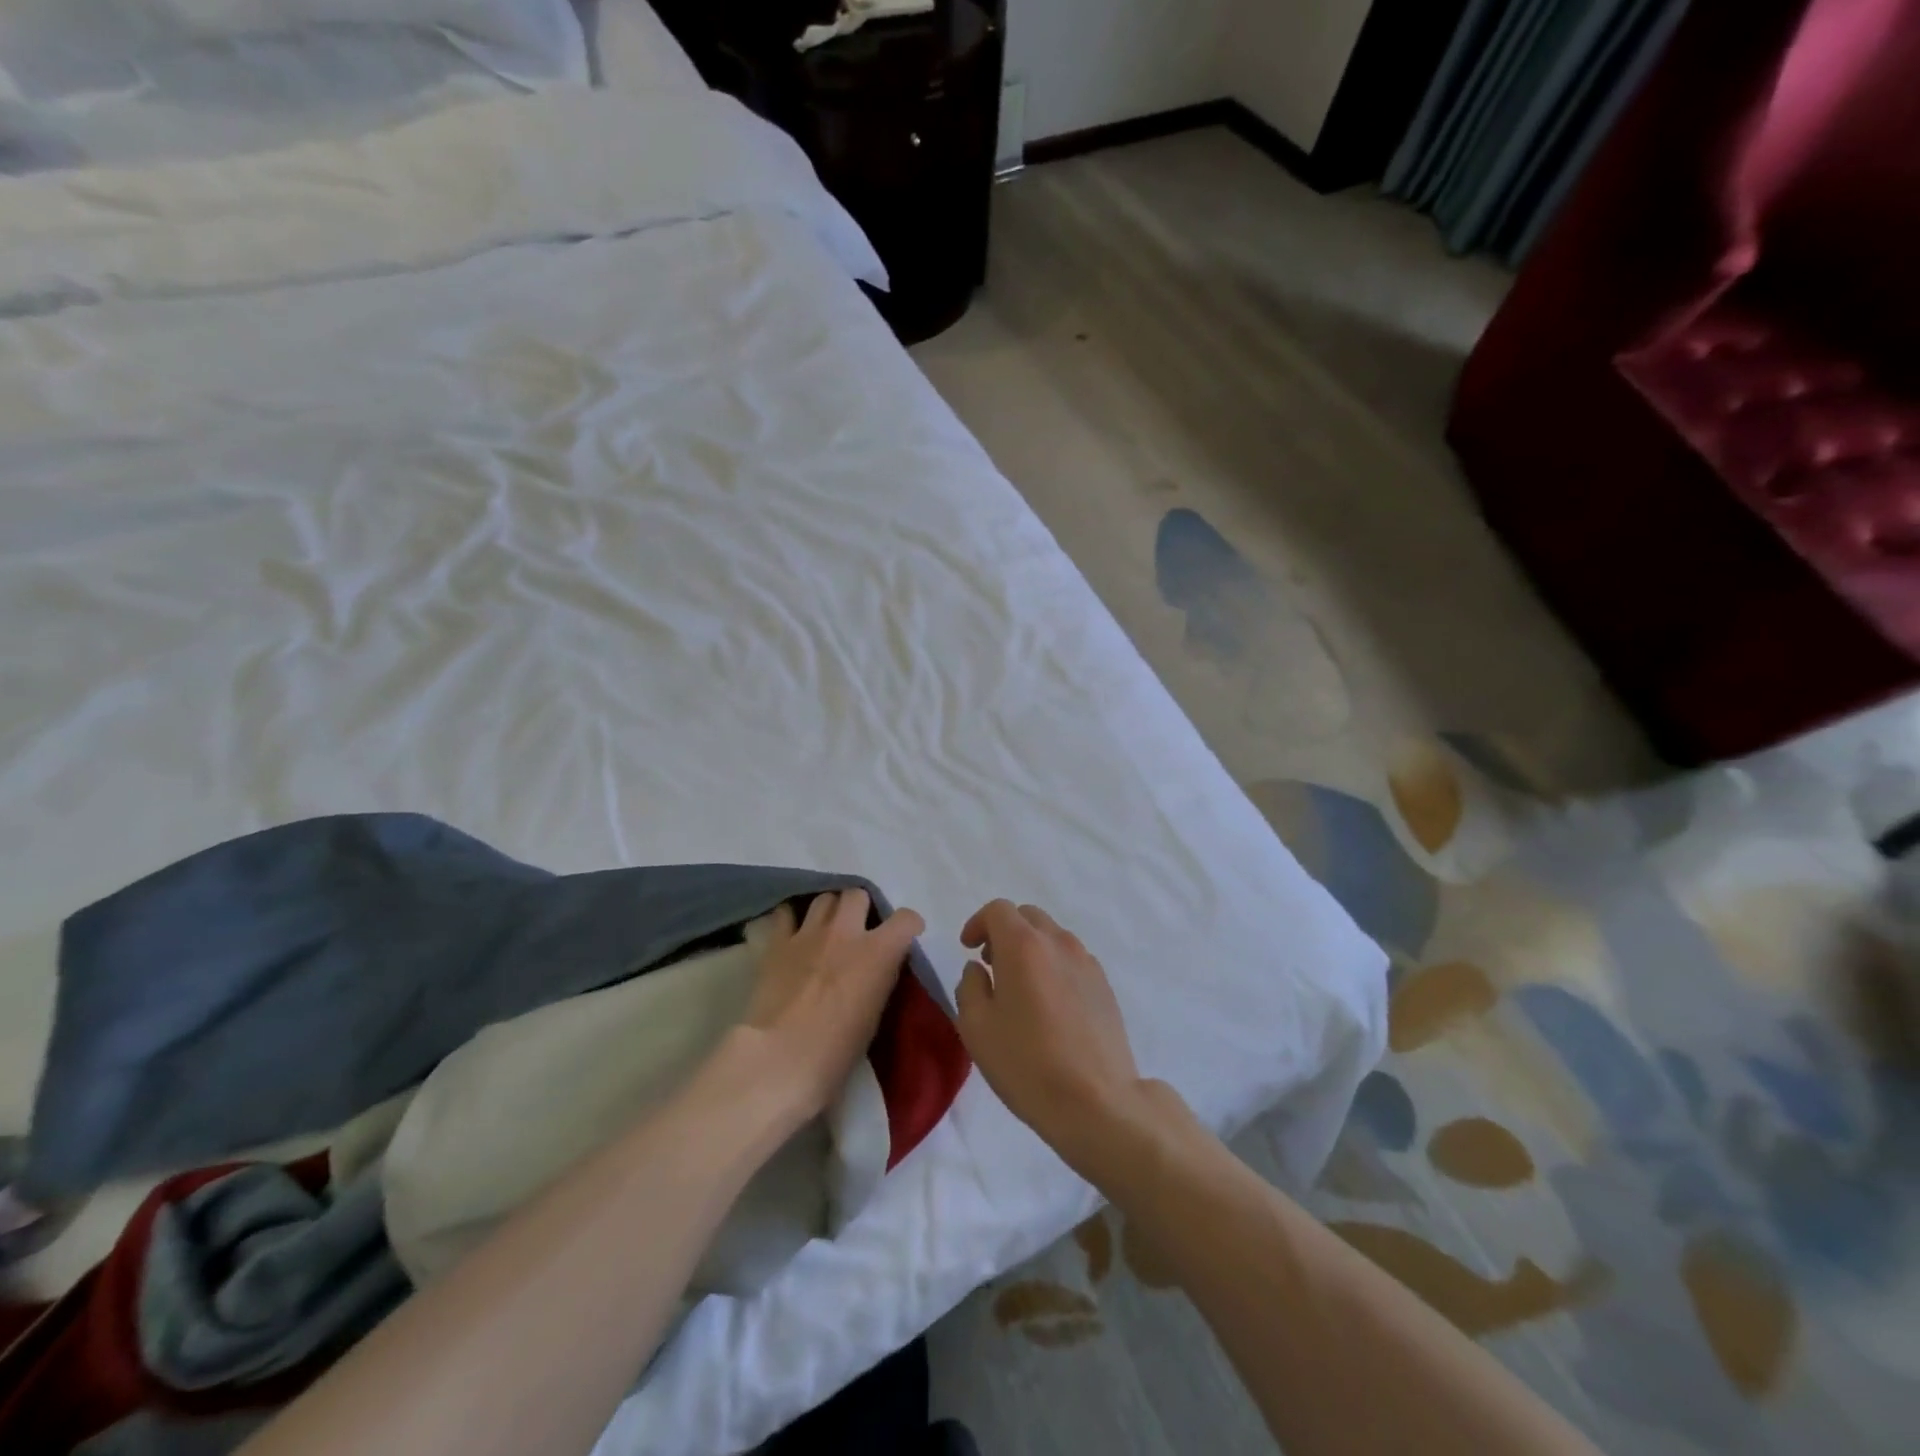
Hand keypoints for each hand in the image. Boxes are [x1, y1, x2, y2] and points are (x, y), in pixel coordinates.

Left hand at [744, 889, 924, 1118]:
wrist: (781, 1059)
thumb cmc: (837, 1051)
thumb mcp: (875, 1013)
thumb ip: (880, 977)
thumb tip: (879, 966)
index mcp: (878, 951)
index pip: (906, 919)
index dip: (909, 926)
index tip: (906, 937)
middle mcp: (845, 931)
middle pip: (857, 894)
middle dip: (860, 908)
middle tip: (858, 929)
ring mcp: (808, 933)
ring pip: (824, 898)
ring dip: (829, 911)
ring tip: (826, 929)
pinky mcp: (777, 943)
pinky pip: (785, 913)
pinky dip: (792, 919)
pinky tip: (793, 932)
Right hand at [956, 900, 1146, 1171]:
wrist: (1096, 1101)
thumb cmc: (1026, 1063)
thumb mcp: (976, 1028)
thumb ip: (969, 987)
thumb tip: (978, 970)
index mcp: (1023, 945)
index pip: (998, 910)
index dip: (978, 923)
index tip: (968, 949)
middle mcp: (1058, 943)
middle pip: (1028, 916)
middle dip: (1004, 932)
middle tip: (991, 965)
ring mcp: (1086, 962)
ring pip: (1053, 936)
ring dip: (1031, 947)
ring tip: (1020, 987)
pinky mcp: (1104, 986)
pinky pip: (1072, 959)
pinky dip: (1053, 965)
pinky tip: (1049, 1005)